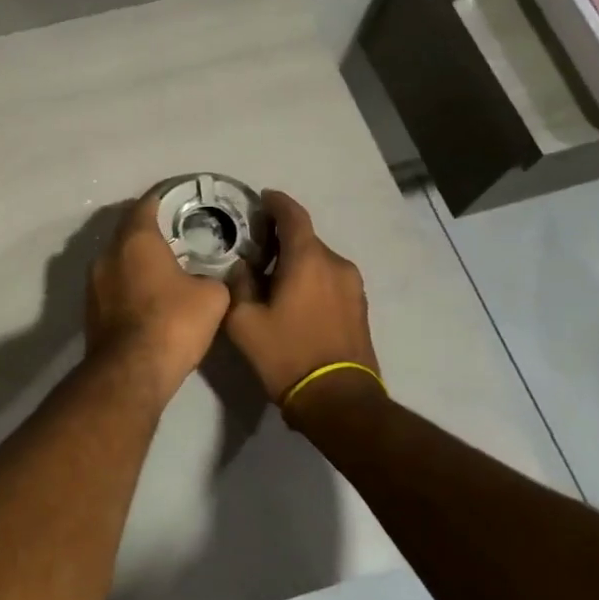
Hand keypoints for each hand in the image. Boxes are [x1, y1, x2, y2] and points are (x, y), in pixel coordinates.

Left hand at [85, 191, 231, 402]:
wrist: (131, 372)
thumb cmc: (173, 323)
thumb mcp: (212, 297)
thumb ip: (212, 277)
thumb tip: (206, 279)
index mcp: (136, 239)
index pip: (146, 204)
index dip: (163, 199)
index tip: (178, 200)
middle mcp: (108, 253)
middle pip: (128, 230)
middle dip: (149, 230)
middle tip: (175, 234)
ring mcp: (93, 282)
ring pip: (117, 258)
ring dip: (136, 259)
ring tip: (163, 266)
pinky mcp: (90, 308)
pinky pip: (112, 283)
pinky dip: (128, 282)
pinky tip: (148, 295)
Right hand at [224, 190, 378, 409]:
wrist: (338, 401)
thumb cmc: (287, 355)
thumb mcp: (244, 322)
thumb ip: (239, 284)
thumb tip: (242, 266)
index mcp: (308, 260)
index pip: (293, 216)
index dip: (277, 202)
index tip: (262, 198)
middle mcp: (336, 264)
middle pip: (306, 239)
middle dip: (282, 238)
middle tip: (256, 247)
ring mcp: (353, 286)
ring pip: (319, 260)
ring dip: (297, 260)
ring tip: (273, 276)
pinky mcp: (360, 307)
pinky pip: (330, 279)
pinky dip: (311, 277)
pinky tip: (294, 298)